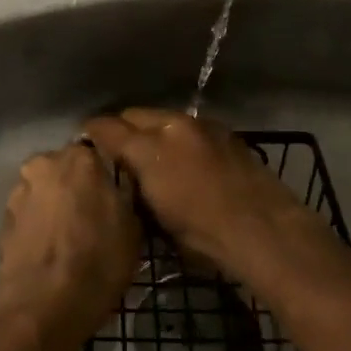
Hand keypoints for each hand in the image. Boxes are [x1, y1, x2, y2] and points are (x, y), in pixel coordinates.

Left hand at [0, 142, 139, 350]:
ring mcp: (18, 192)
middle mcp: (43, 164)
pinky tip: (50, 252)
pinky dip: (38, 227)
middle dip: (77, 187)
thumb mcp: (133, 228)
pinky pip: (29, 216)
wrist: (43, 307)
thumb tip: (120, 187)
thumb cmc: (98, 262)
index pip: (96, 152)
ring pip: (44, 192)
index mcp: (79, 158)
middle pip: (65, 169)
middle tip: (94, 217)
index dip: (105, 174)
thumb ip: (124, 196)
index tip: (114, 195)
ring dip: (55, 206)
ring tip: (70, 239)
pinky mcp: (2, 221)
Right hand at [82, 109, 323, 283]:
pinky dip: (179, 138)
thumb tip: (121, 173)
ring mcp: (203, 127)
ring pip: (163, 119)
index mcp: (150, 145)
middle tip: (117, 156)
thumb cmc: (201, 235)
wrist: (263, 231)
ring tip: (151, 158)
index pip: (107, 127)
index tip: (87, 149)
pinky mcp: (227, 135)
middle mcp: (174, 125)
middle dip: (121, 130)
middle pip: (133, 115)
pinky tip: (184, 162)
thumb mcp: (153, 216)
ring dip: (152, 132)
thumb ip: (131, 184)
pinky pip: (190, 128)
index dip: (92, 136)